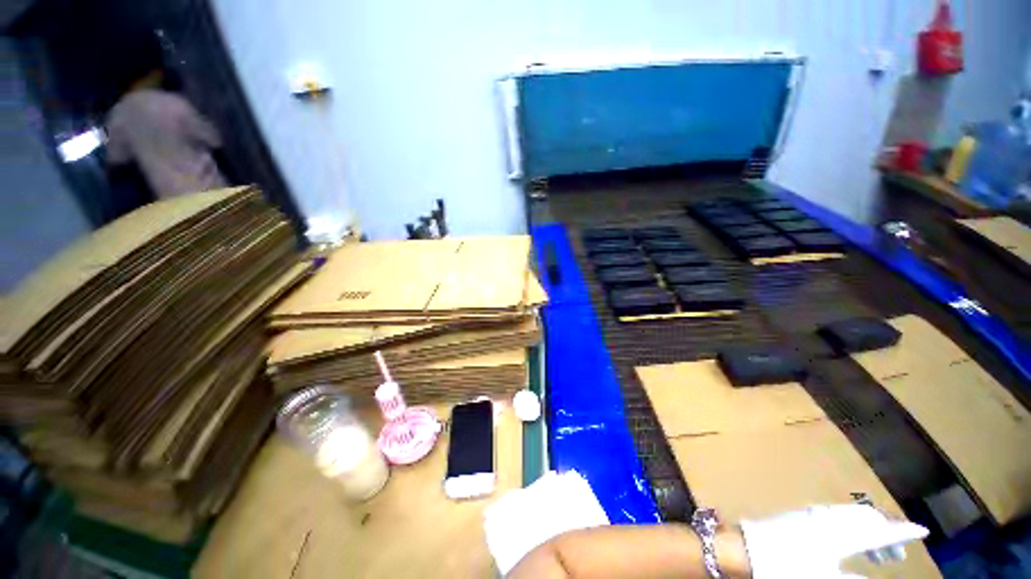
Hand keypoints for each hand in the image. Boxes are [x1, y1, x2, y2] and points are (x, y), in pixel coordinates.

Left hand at [740, 504, 928, 577]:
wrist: (746, 549)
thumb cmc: (786, 568)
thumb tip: (871, 578)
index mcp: (840, 534)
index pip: (879, 531)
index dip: (902, 531)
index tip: (922, 531)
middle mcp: (829, 518)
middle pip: (867, 518)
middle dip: (886, 531)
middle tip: (897, 554)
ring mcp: (813, 513)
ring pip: (852, 515)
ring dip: (869, 529)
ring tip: (877, 552)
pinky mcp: (801, 515)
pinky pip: (836, 516)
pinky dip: (851, 526)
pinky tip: (850, 540)